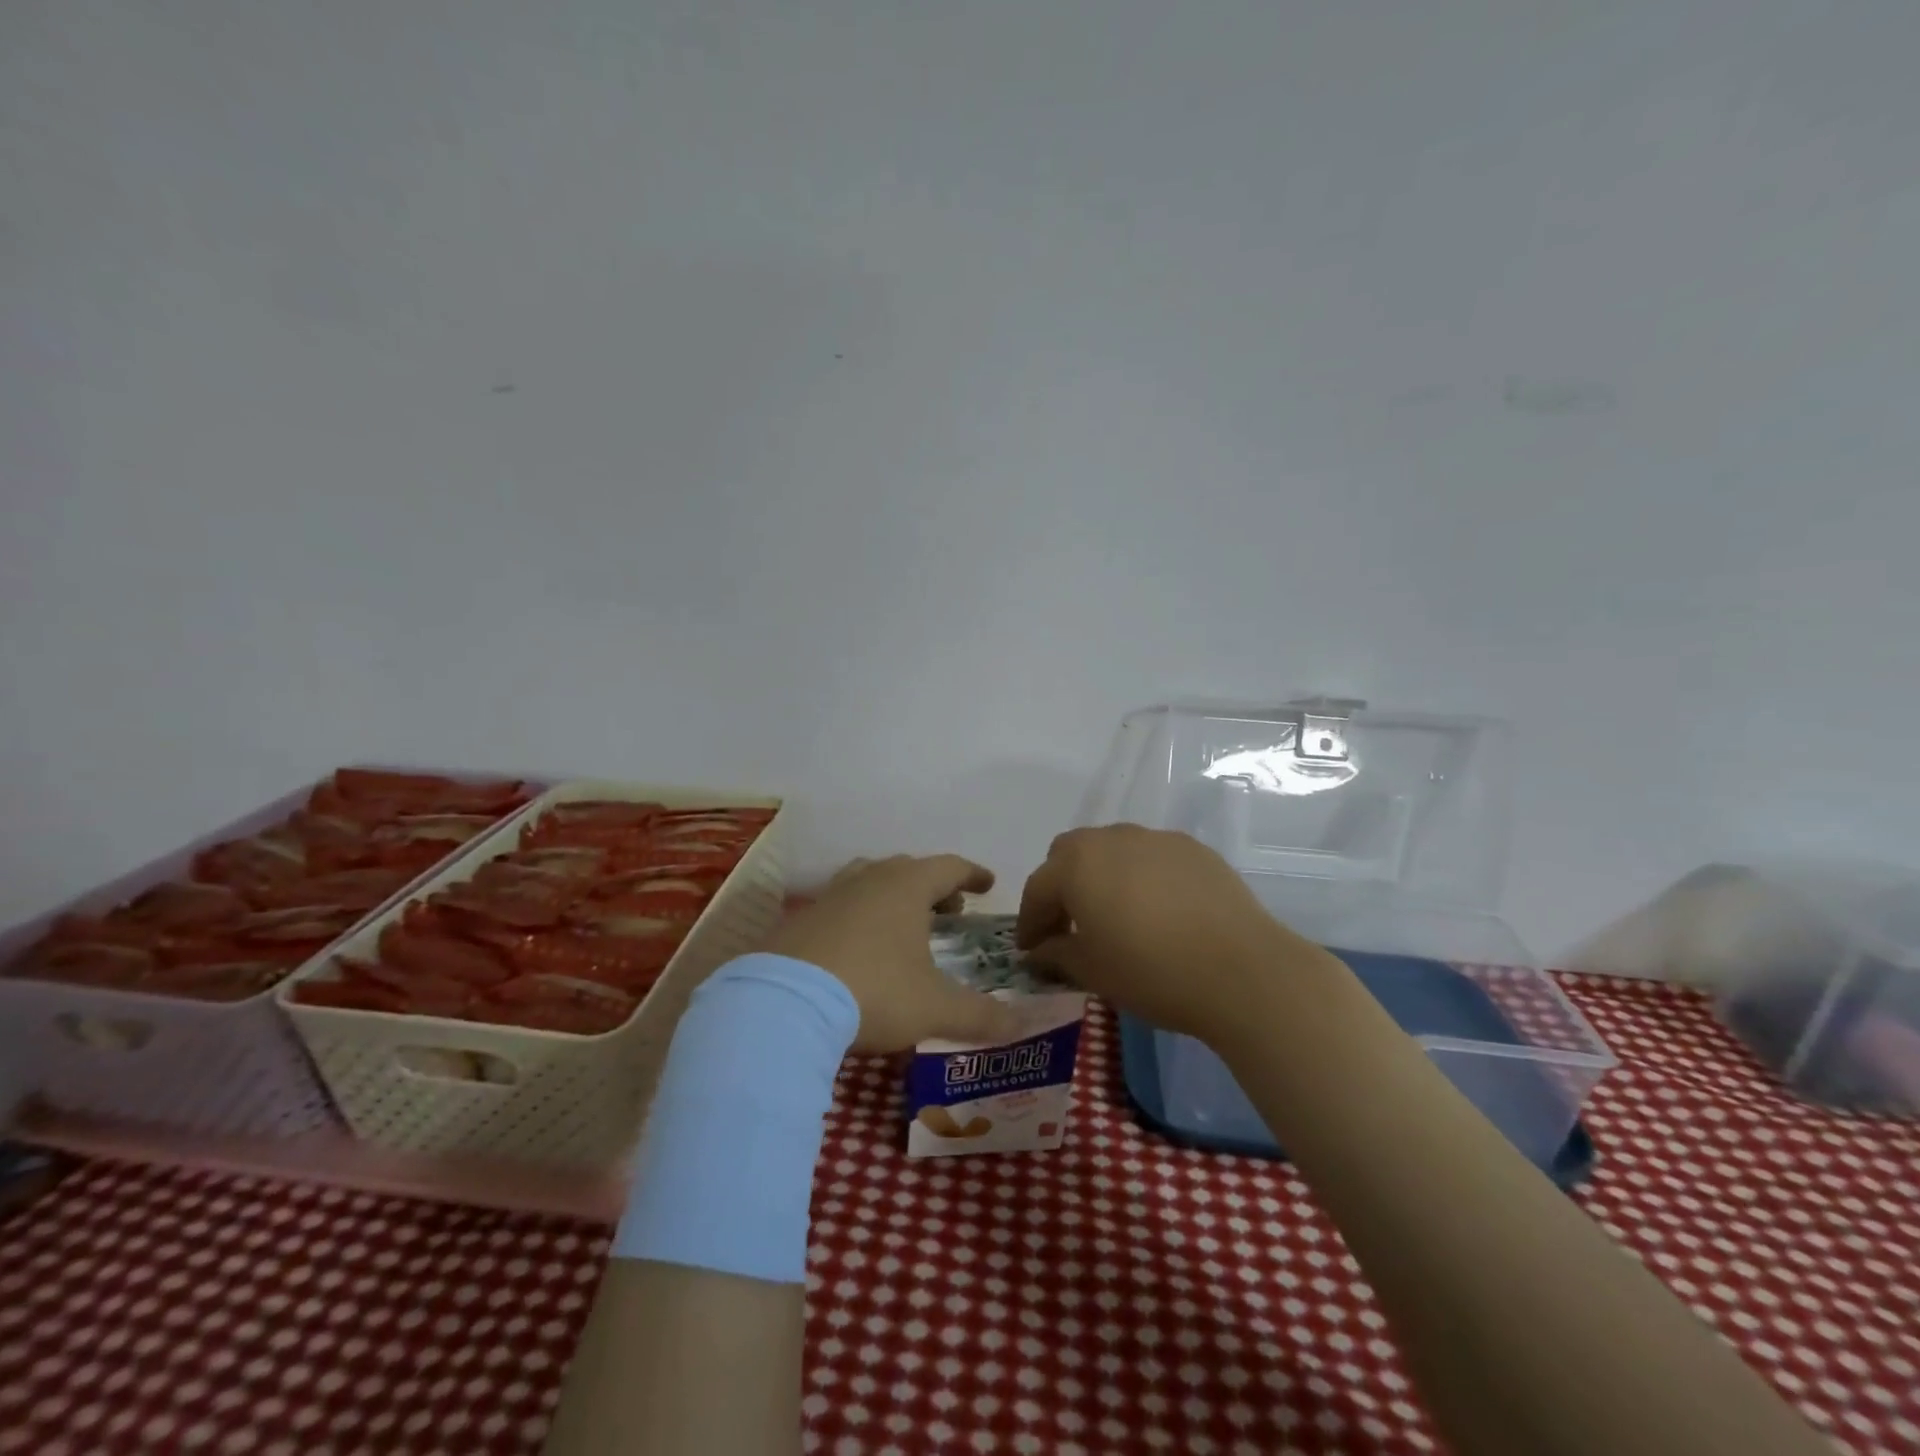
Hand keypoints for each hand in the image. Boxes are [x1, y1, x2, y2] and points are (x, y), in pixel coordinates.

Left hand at [766, 855, 1021, 1053]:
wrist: (783, 1004)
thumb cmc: (874, 992)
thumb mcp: (935, 1009)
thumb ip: (981, 1016)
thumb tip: (1022, 1026)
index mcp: (906, 887)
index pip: (949, 867)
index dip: (972, 875)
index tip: (987, 884)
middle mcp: (868, 880)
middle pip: (908, 870)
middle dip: (933, 887)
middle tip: (950, 911)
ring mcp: (829, 897)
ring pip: (869, 882)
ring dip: (892, 897)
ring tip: (903, 925)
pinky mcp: (798, 921)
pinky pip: (839, 907)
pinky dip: (858, 918)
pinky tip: (857, 949)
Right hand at [1016, 825, 1336, 1042]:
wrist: (1243, 971)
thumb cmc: (1153, 973)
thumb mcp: (1092, 971)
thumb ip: (1056, 954)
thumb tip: (1039, 950)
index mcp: (1077, 865)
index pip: (1038, 888)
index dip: (1030, 921)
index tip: (1030, 949)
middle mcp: (1111, 839)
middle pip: (1070, 854)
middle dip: (1061, 886)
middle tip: (1068, 925)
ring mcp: (1156, 839)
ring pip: (1112, 850)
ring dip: (1102, 877)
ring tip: (1115, 915)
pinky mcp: (1193, 849)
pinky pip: (1151, 856)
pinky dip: (1141, 877)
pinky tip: (1158, 911)